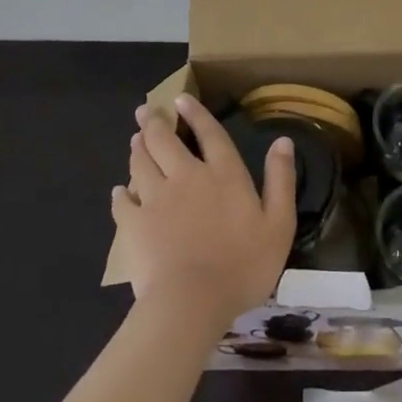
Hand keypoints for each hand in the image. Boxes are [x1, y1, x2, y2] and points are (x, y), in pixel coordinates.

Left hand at [113, 94, 296, 325]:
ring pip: (142, 163)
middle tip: (145, 110)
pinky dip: (120, 194)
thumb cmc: (242, 264)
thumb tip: (283, 140)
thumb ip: (281, 179)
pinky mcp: (134, 225)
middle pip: (166, 141)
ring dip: (138, 148)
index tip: (181, 99)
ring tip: (135, 138)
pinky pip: (123, 202)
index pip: (209, 133)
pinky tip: (119, 191)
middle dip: (155, 123)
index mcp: (223, 174)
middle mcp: (187, 176)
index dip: (196, 114)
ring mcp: (157, 199)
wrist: (192, 303)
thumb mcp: (279, 223)